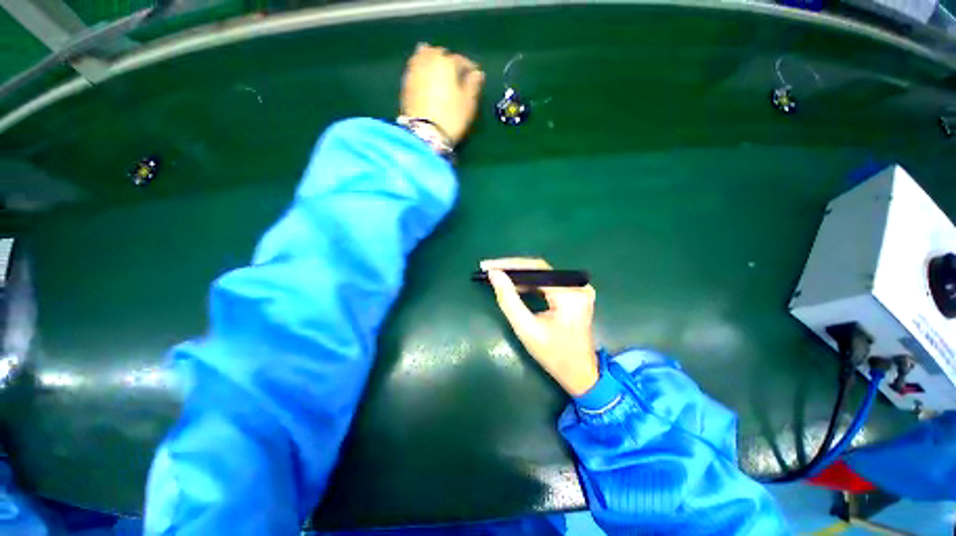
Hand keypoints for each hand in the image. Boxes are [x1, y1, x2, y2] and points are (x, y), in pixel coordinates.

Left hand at [401, 43, 484, 144]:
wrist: (424, 133)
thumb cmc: (451, 117)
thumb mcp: (468, 104)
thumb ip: (473, 86)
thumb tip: (477, 74)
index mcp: (446, 62)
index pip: (461, 60)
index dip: (469, 67)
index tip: (474, 75)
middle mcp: (428, 60)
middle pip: (439, 54)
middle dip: (448, 60)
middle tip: (455, 73)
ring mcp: (414, 70)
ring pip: (423, 57)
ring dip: (432, 61)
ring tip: (438, 72)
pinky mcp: (405, 83)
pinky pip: (415, 69)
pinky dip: (422, 70)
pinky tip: (426, 79)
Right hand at [481, 258, 598, 395]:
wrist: (580, 373)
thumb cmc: (553, 355)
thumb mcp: (526, 329)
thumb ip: (508, 299)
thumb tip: (494, 274)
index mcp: (569, 294)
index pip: (536, 268)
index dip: (509, 264)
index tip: (488, 265)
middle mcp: (578, 286)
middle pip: (539, 269)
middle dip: (512, 269)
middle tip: (490, 269)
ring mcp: (579, 289)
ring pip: (543, 274)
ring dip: (520, 275)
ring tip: (498, 276)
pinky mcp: (576, 294)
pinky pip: (548, 282)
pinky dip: (531, 283)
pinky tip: (515, 285)